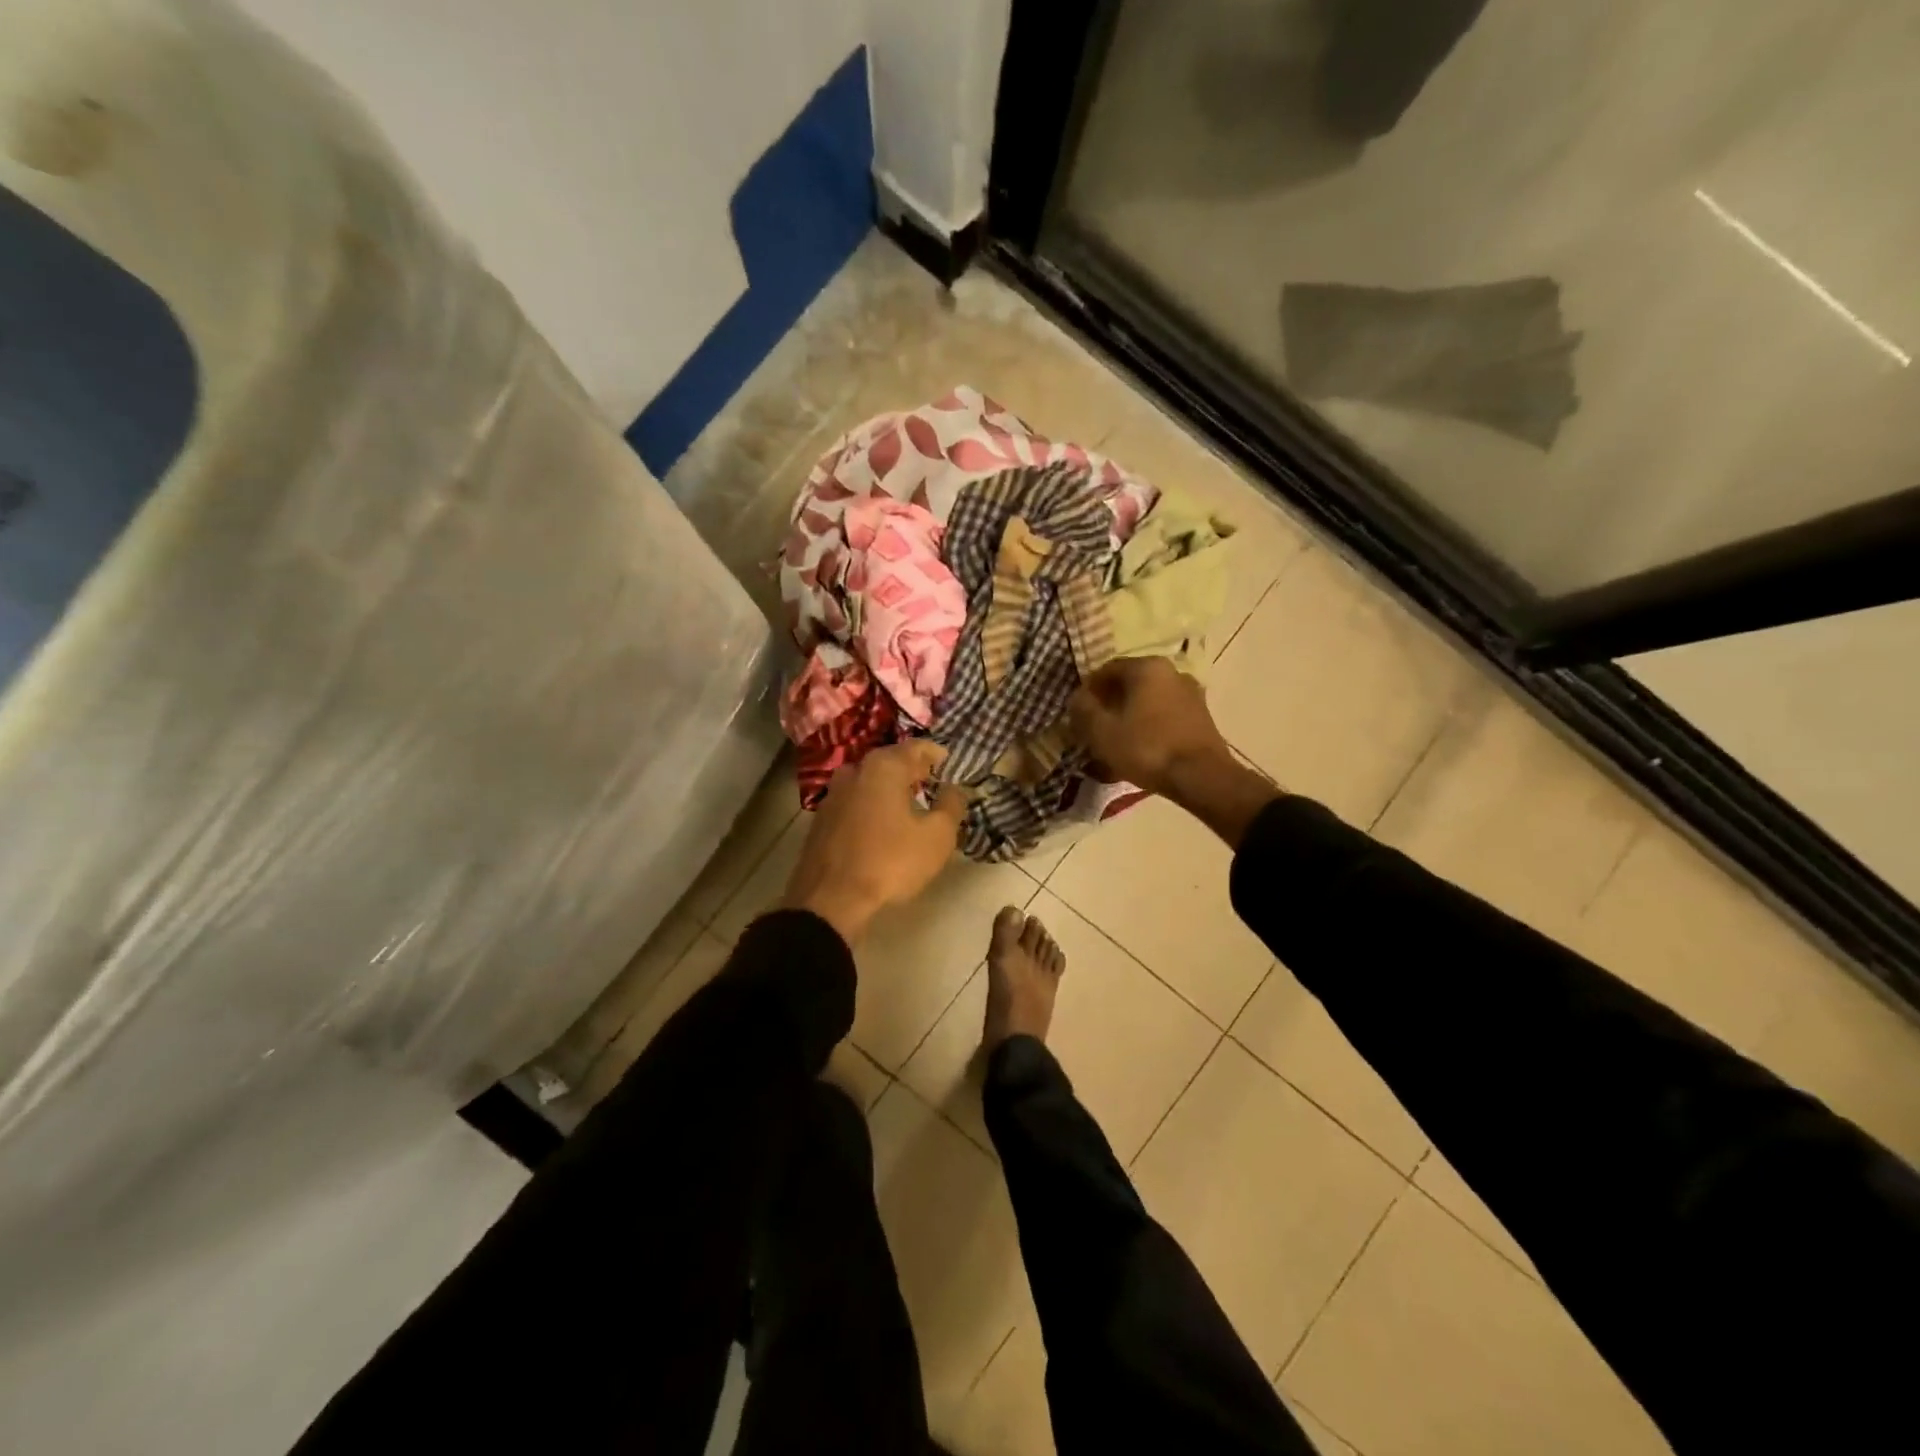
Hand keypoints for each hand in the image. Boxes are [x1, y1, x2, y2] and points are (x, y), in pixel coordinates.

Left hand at [783, 740, 966, 944]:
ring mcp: (833, 794)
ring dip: (890, 787)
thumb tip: (954, 788)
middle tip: (933, 781)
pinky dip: (872, 804)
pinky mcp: (822, 818)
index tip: (950, 763)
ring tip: (909, 802)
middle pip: (890, 761)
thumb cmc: (890, 862)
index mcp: (884, 767)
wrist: (830, 899)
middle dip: (913, 769)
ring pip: (870, 781)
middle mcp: (855, 770)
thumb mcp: (937, 837)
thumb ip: (952, 805)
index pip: (917, 747)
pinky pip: (855, 801)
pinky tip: (883, 822)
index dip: (937, 753)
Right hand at [1069, 657, 1233, 794]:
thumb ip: (1083, 709)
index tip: (1078, 713)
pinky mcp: (1201, 716)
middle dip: (1109, 704)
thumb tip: (1077, 698)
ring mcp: (1191, 693)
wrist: (1201, 776)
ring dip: (1130, 716)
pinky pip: (1165, 716)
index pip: (1107, 670)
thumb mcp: (1101, 731)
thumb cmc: (1146, 748)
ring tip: (1116, 742)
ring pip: (1148, 701)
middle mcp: (1171, 672)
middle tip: (1095, 728)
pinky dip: (1149, 727)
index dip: (1088, 691)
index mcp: (1146, 667)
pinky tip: (1140, 749)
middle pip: (1130, 685)